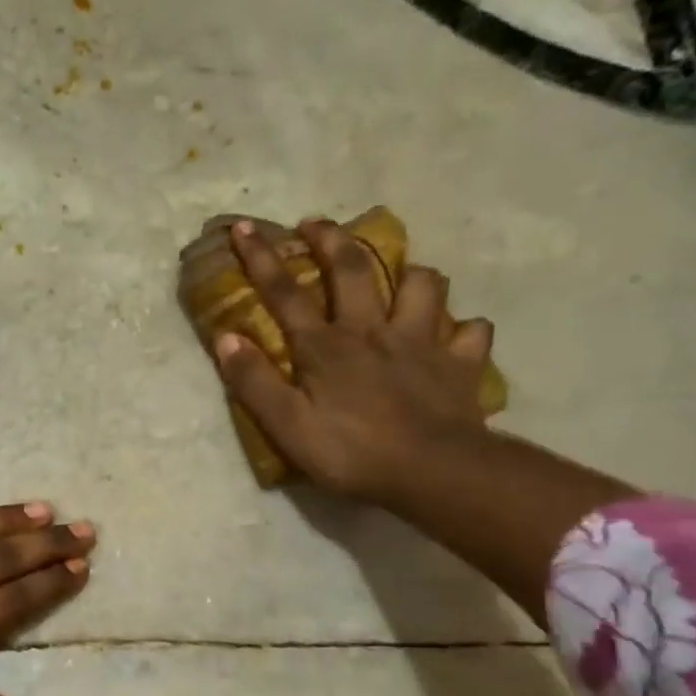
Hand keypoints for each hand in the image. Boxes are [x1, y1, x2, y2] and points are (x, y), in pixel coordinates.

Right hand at [213, 218, 495, 503]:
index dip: (261, 257)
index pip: (285, 292)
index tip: (244, 227)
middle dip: (332, 239)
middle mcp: (373, 331)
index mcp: (325, 346)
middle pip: (354, 270)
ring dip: (408, 273)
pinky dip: (461, 328)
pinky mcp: (461, 364)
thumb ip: (253, 381)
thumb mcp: (285, 424)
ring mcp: (423, 342)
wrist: (435, 473)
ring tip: (399, 276)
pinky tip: (453, 334)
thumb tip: (225, 337)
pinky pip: (470, 331)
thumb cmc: (351, 451)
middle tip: (316, 223)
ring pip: (423, 286)